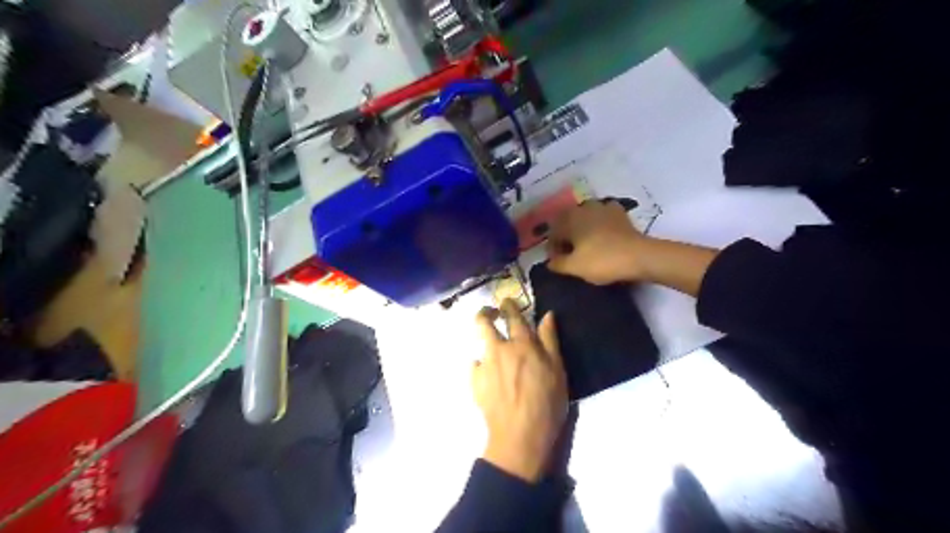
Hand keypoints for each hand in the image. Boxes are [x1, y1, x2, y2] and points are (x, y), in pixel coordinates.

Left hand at [470, 300, 565, 482]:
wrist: (520, 435)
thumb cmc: (546, 402)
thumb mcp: (557, 370)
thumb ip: (550, 340)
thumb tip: (547, 314)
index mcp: (522, 344)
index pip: (512, 315)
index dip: (509, 304)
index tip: (507, 301)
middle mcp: (499, 349)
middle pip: (483, 322)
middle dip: (485, 313)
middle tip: (491, 314)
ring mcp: (484, 364)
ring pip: (479, 343)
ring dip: (486, 341)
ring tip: (496, 353)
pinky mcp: (474, 381)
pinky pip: (476, 365)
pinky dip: (482, 366)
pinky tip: (490, 377)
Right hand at [546, 200, 649, 285]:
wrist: (639, 256)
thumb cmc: (601, 261)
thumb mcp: (574, 267)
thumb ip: (557, 264)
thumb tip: (549, 262)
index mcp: (569, 219)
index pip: (553, 232)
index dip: (553, 248)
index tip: (557, 262)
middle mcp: (583, 208)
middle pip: (568, 222)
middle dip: (566, 236)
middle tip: (570, 253)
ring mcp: (603, 207)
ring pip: (585, 217)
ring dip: (582, 228)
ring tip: (586, 244)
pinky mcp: (619, 212)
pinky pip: (603, 216)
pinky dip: (599, 224)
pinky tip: (603, 235)